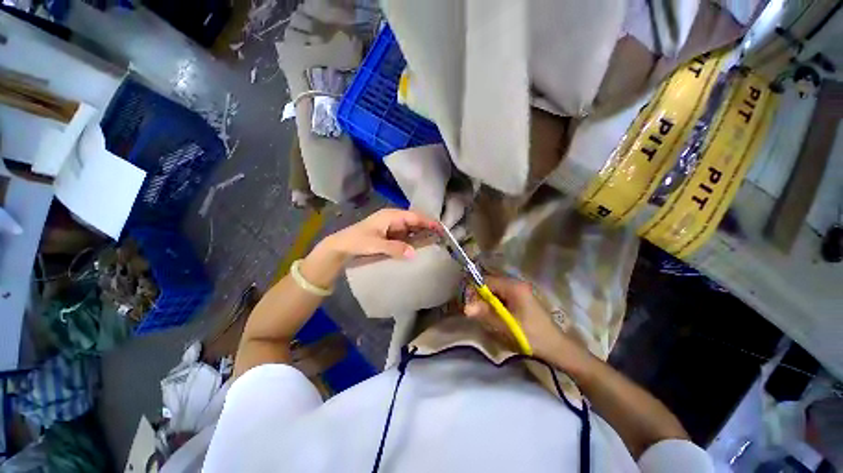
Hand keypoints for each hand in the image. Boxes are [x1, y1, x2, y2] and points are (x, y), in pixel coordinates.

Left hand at [301, 209, 439, 289]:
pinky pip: (406, 236)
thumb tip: (414, 254)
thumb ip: (395, 248)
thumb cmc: (357, 241)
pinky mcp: (390, 235)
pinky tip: (420, 247)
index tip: (441, 229)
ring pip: (411, 229)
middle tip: (441, 238)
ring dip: (421, 235)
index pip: (414, 216)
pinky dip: (413, 240)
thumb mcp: (375, 244)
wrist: (341, 247)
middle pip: (415, 221)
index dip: (428, 222)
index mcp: (391, 216)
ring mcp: (392, 227)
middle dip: (427, 228)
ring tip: (435, 243)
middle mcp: (393, 219)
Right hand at [464, 276, 590, 371]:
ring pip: (495, 290)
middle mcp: (516, 283)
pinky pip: (502, 296)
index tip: (470, 306)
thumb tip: (465, 307)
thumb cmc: (531, 335)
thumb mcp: (506, 326)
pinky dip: (495, 304)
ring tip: (486, 316)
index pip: (485, 280)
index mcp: (513, 286)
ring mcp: (519, 290)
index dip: (474, 291)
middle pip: (490, 284)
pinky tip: (497, 316)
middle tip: (477, 313)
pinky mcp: (521, 297)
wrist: (556, 347)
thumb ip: (485, 314)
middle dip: (480, 297)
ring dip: (487, 302)